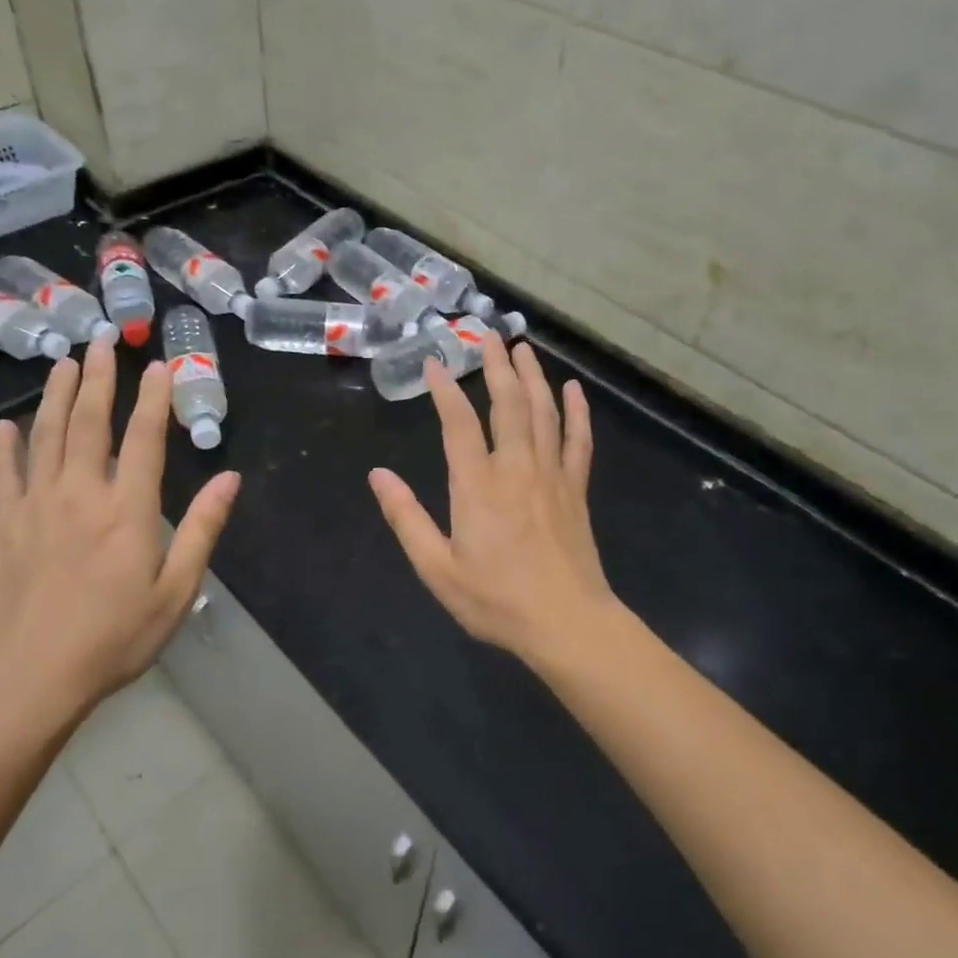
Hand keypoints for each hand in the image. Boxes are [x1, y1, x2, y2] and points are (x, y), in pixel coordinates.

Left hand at [0, 337, 238, 737]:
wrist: (31, 677)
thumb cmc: (114, 637)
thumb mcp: (176, 590)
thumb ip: (202, 529)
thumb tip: (230, 477)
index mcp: (127, 509)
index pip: (143, 438)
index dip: (153, 398)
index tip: (159, 364)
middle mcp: (80, 494)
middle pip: (89, 423)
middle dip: (99, 378)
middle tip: (101, 341)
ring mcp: (37, 505)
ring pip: (46, 436)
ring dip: (57, 396)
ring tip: (64, 363)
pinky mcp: (6, 525)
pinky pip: (3, 474)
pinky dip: (5, 447)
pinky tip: (6, 426)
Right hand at [368, 335, 615, 663]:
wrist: (567, 623)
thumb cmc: (496, 599)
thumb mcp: (437, 567)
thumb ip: (406, 517)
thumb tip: (378, 475)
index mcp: (477, 485)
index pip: (459, 423)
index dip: (446, 390)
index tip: (436, 362)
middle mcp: (516, 468)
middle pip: (508, 404)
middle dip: (497, 366)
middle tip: (489, 335)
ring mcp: (552, 475)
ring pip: (544, 413)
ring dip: (533, 376)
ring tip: (523, 348)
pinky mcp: (576, 489)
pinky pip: (579, 440)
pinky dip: (577, 412)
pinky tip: (573, 390)